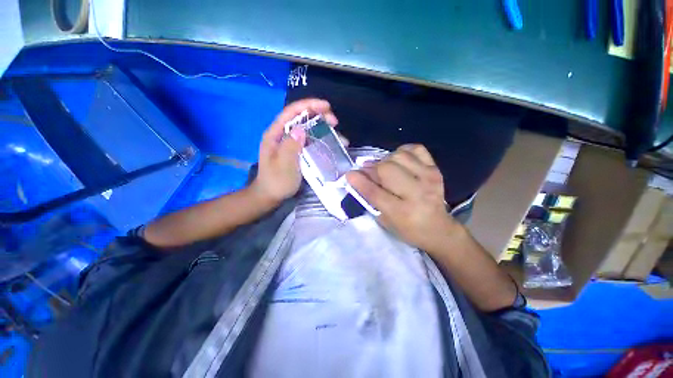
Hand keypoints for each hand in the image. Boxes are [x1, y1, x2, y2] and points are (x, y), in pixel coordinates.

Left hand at [252, 98, 338, 204]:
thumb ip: (290, 147)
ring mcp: (289, 142)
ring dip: (321, 127)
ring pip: (306, 128)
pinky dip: (319, 138)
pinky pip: (308, 140)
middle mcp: (282, 135)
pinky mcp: (295, 150)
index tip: (327, 106)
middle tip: (334, 122)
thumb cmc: (276, 182)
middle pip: (300, 118)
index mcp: (275, 134)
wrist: (271, 195)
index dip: (308, 105)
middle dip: (318, 116)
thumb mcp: (283, 166)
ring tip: (336, 132)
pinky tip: (329, 142)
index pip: (291, 112)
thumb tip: (301, 129)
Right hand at [346, 144, 459, 250]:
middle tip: (370, 173)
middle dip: (373, 169)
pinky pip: (416, 149)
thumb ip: (370, 198)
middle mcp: (416, 193)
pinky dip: (403, 151)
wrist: (438, 228)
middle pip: (386, 169)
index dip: (359, 181)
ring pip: (399, 155)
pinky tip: (400, 161)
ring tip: (385, 168)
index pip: (374, 192)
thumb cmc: (407, 229)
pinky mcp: (435, 169)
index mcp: (401, 212)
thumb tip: (358, 176)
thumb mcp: (384, 220)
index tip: (349, 174)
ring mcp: (428, 178)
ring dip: (386, 160)